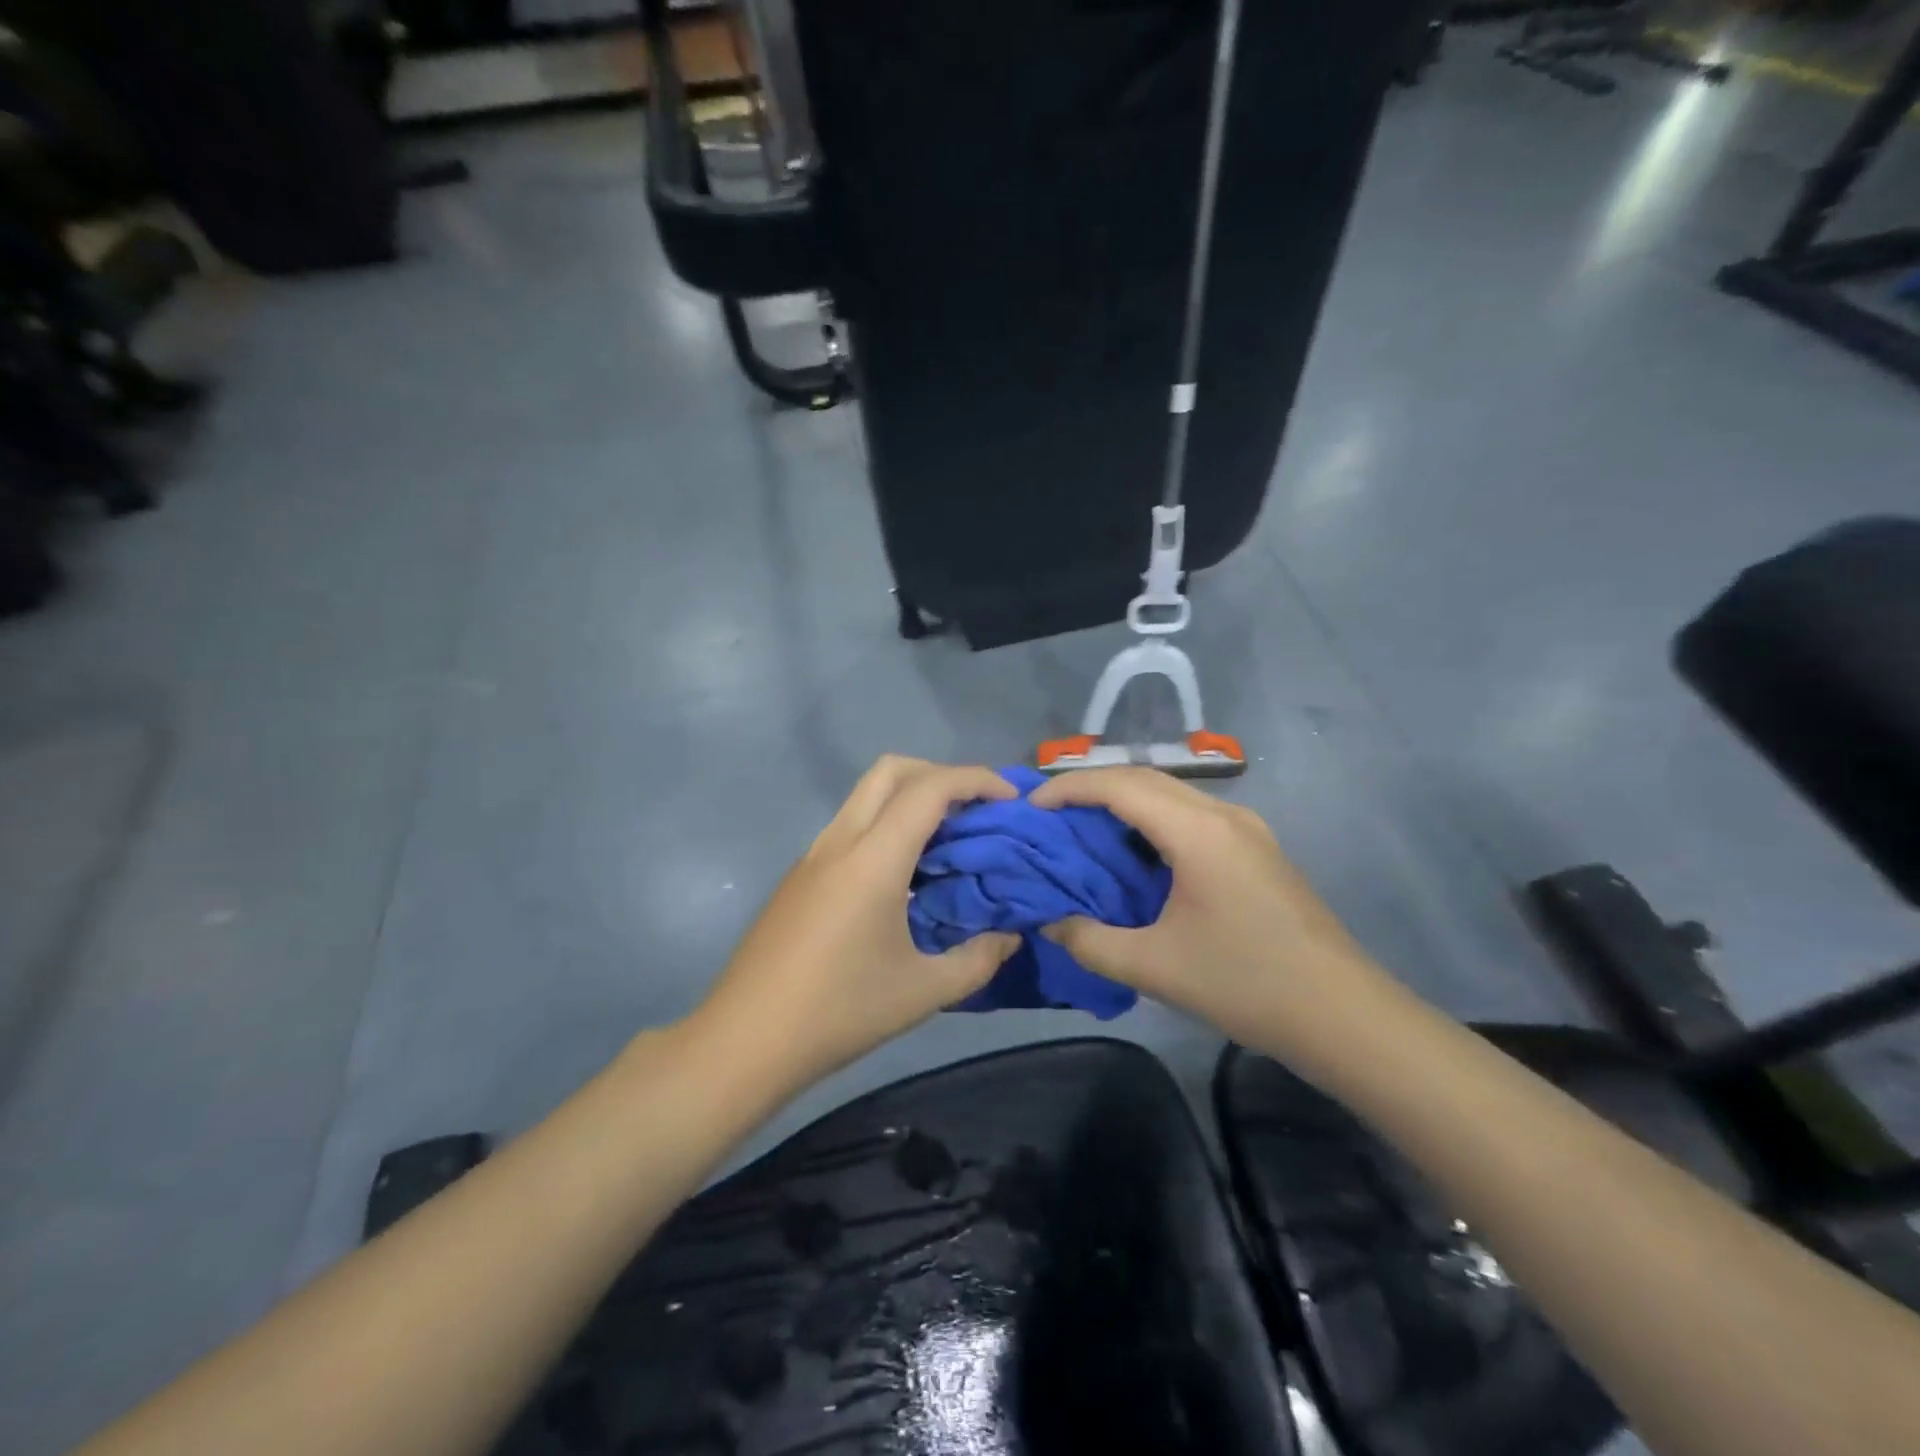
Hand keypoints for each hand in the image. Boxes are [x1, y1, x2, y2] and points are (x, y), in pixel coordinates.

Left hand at [689, 756, 1020, 1092]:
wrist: (745, 1040)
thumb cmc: (838, 1013)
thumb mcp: (923, 993)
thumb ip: (978, 959)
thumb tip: (1010, 937)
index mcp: (873, 859)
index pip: (929, 789)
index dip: (976, 779)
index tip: (1010, 798)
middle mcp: (840, 841)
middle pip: (891, 770)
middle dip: (940, 774)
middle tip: (975, 810)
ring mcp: (814, 855)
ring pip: (866, 795)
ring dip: (910, 798)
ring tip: (947, 841)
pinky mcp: (800, 874)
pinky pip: (851, 825)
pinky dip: (886, 824)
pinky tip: (905, 875)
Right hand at [1030, 768, 1387, 1057]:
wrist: (1343, 1015)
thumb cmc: (1246, 983)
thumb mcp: (1154, 967)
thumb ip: (1090, 941)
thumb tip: (1049, 922)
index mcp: (1197, 831)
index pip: (1120, 785)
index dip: (1069, 787)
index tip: (1031, 805)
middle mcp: (1223, 814)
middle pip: (1145, 779)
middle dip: (1091, 787)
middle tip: (1050, 813)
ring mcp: (1246, 828)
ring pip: (1171, 794)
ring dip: (1124, 802)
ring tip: (1083, 828)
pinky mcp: (1257, 848)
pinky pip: (1191, 815)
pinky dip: (1152, 820)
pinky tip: (1135, 854)